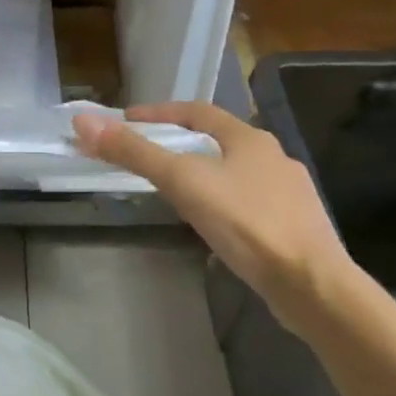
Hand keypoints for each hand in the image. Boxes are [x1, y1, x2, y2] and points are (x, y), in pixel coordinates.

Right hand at [72, 103, 351, 321]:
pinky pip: (248, 203)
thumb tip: (84, 122)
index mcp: (249, 138)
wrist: (310, 284)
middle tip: (145, 157)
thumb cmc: (246, 223)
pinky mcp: (293, 226)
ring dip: (203, 174)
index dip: (159, 112)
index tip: (127, 121)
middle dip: (179, 144)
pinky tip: (212, 225)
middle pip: (217, 140)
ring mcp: (288, 193)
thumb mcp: (183, 182)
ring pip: (235, 173)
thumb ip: (135, 153)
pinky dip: (222, 203)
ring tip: (173, 192)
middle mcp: (273, 157)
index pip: (197, 111)